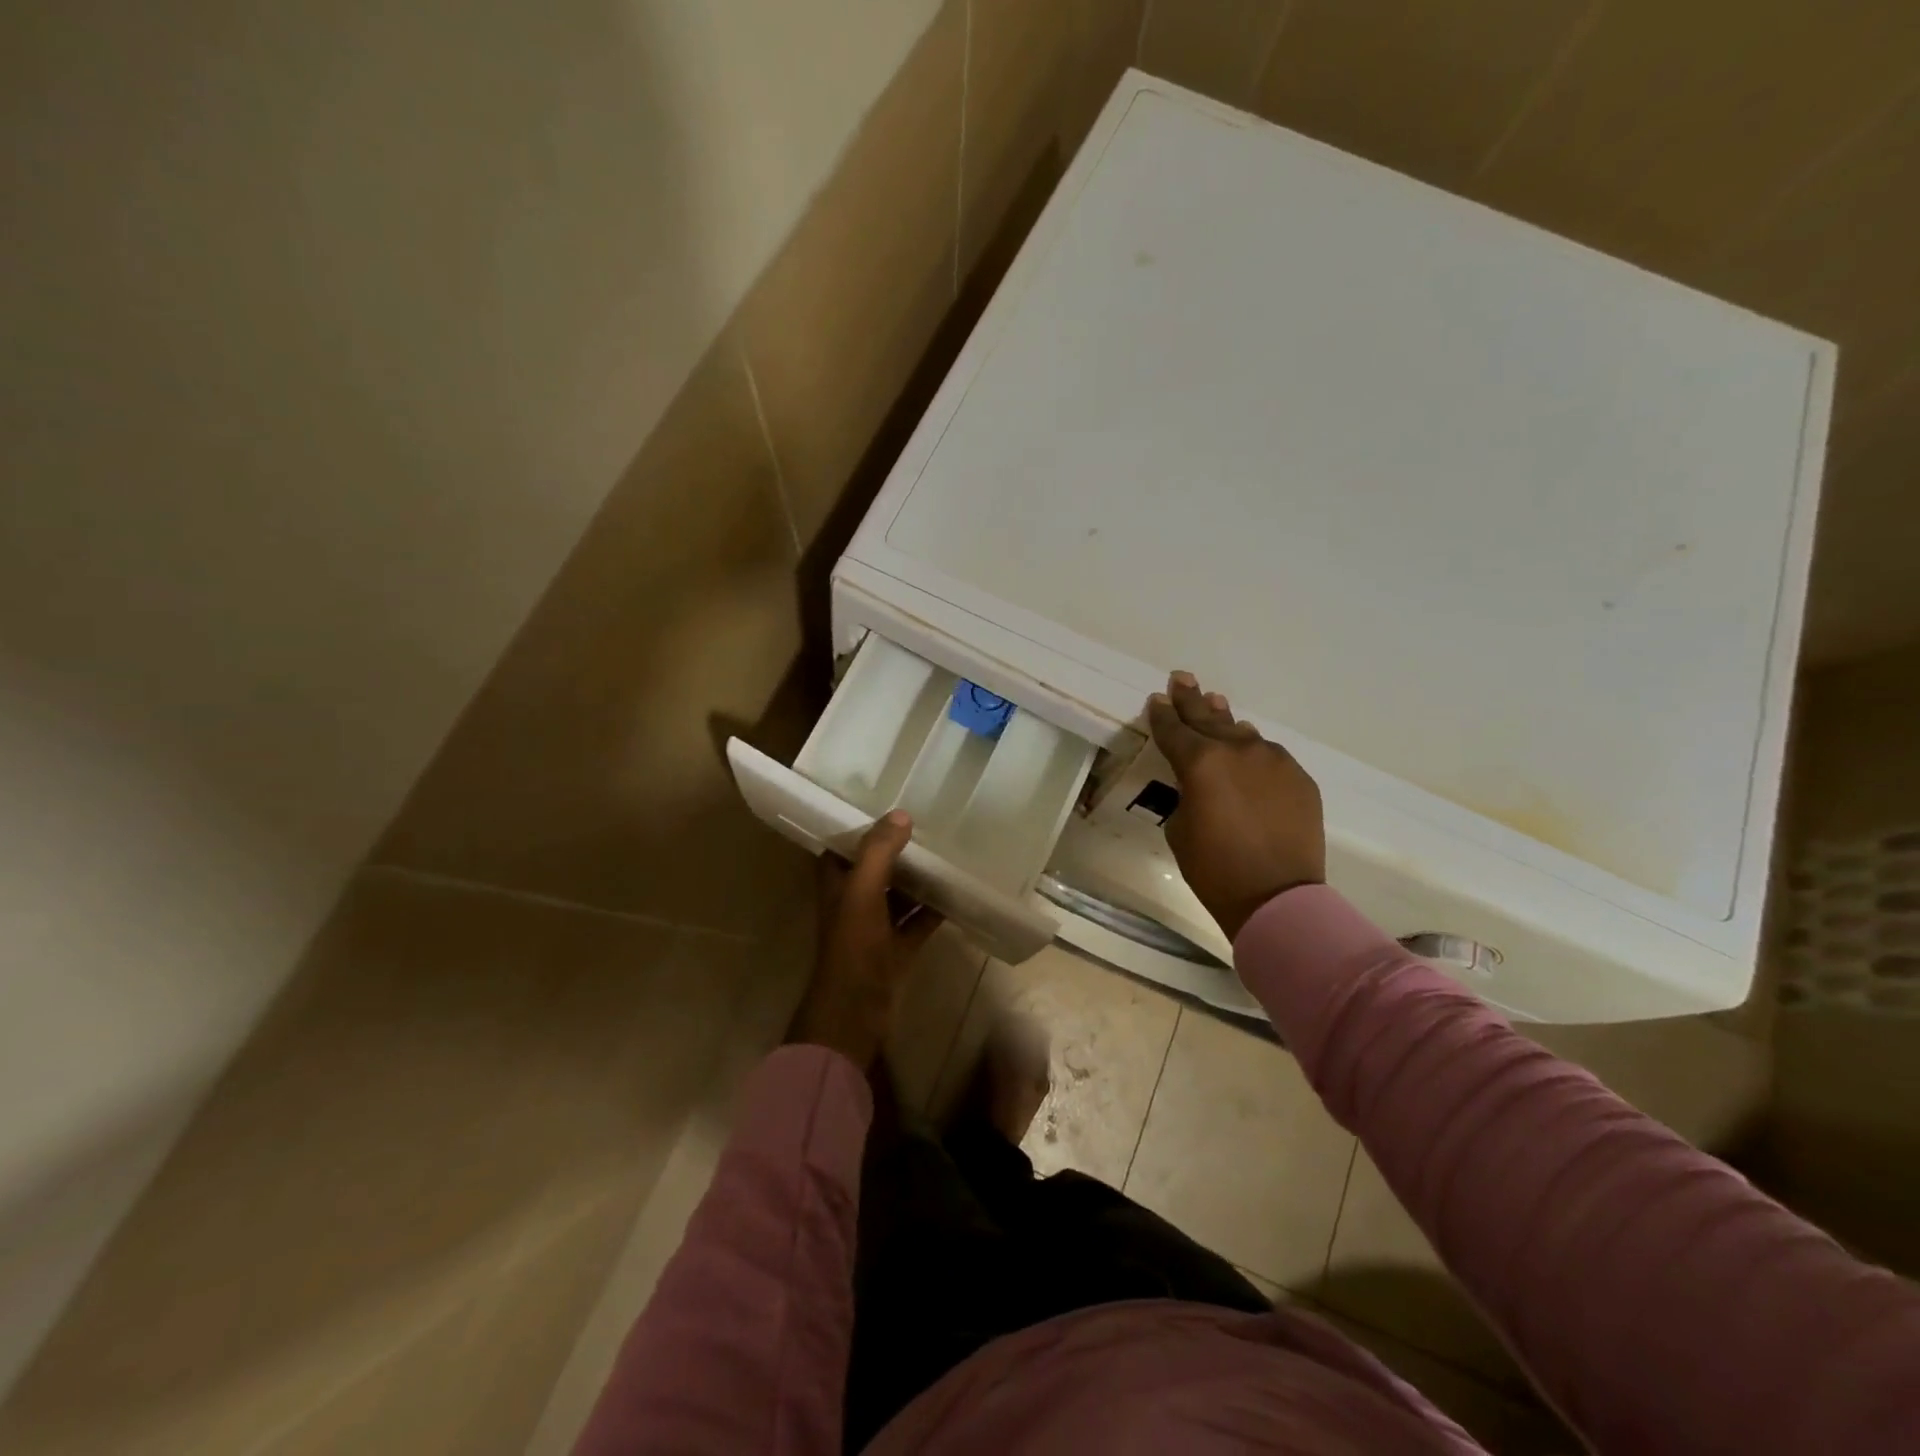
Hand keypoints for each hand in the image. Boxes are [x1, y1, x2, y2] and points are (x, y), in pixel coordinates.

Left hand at [788, 811, 942, 1070]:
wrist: (856, 1010)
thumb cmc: (853, 946)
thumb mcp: (862, 891)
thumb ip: (879, 852)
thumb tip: (901, 814)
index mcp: (836, 885)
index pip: (843, 846)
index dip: (860, 827)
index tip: (887, 806)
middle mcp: (852, 901)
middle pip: (874, 867)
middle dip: (895, 848)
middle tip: (926, 823)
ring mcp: (874, 927)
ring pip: (897, 893)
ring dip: (917, 877)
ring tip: (945, 850)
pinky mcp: (895, 948)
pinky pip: (917, 921)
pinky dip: (933, 909)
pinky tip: (956, 892)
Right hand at [1148, 672, 1324, 941]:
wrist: (1277, 897)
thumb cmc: (1214, 868)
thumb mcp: (1179, 827)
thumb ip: (1186, 793)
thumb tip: (1200, 783)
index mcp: (1200, 762)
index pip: (1173, 730)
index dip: (1162, 715)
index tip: (1157, 700)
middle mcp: (1238, 750)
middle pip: (1208, 718)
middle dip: (1191, 699)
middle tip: (1182, 678)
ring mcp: (1274, 762)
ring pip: (1243, 734)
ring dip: (1225, 721)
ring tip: (1216, 704)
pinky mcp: (1300, 779)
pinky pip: (1270, 757)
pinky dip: (1254, 753)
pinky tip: (1249, 752)